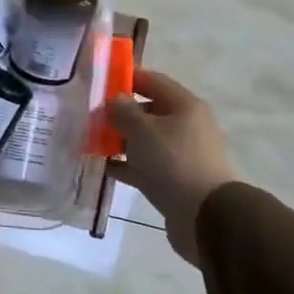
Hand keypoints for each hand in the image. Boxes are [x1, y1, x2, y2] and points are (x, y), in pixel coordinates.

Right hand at [108, 68, 235, 261]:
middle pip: (148, 111)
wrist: (204, 215)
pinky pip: (145, 165)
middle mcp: (186, 125)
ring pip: (145, 140)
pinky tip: (103, 167)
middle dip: (119, 113)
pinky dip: (126, 164)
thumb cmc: (173, 162)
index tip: (99, 82)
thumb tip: (115, 100)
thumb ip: (123, 111)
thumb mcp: (142, 130)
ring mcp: (181, 154)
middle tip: (89, 116)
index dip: (126, 77)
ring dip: (120, 140)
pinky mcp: (175, 179)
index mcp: (184, 106)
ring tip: (90, 142)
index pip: (152, 80)